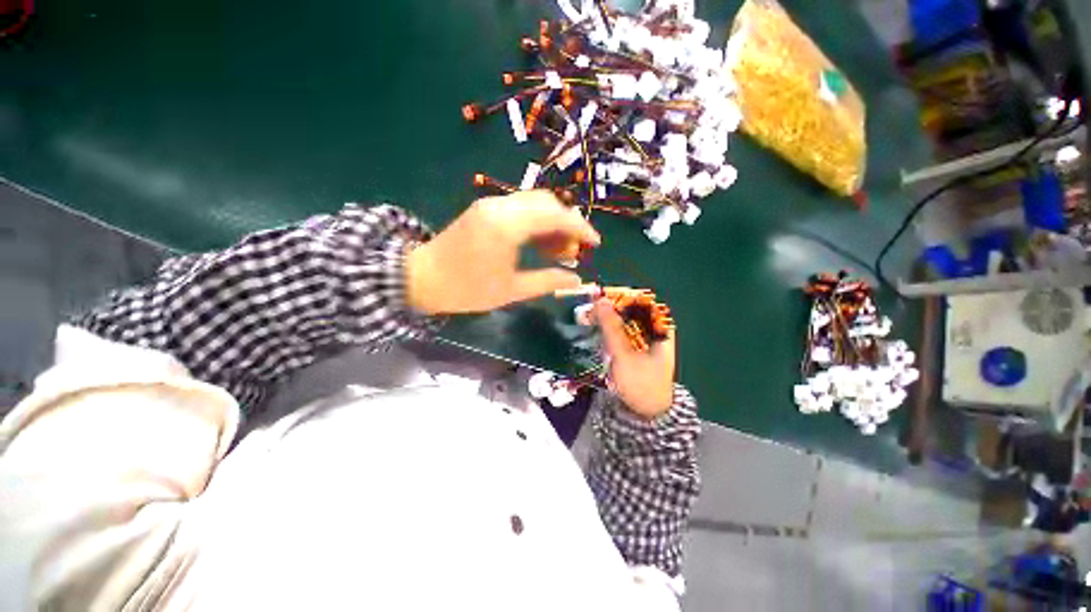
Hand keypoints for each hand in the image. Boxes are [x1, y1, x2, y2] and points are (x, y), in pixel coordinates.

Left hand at [407, 191, 600, 314]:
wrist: (422, 278)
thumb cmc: (466, 289)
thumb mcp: (511, 290)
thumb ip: (548, 281)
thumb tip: (577, 280)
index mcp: (507, 225)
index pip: (556, 215)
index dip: (580, 227)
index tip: (595, 244)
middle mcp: (501, 206)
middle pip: (548, 202)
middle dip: (568, 224)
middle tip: (575, 250)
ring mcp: (491, 204)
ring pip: (535, 203)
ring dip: (553, 223)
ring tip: (559, 251)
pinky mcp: (486, 208)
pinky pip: (521, 208)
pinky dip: (537, 222)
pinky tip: (540, 244)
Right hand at [593, 298, 675, 417]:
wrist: (647, 413)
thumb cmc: (641, 384)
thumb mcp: (625, 355)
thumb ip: (612, 327)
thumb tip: (600, 300)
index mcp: (660, 328)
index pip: (641, 301)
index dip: (620, 295)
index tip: (599, 297)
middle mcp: (653, 329)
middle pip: (631, 309)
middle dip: (609, 307)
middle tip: (588, 308)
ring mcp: (643, 338)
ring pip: (623, 319)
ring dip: (605, 317)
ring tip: (587, 317)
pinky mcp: (633, 346)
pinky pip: (619, 331)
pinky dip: (606, 328)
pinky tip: (594, 328)